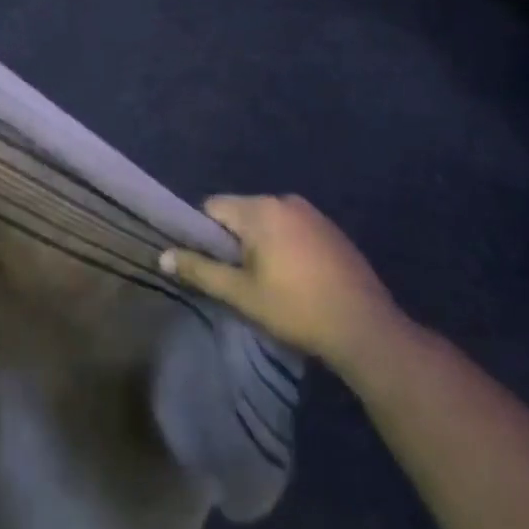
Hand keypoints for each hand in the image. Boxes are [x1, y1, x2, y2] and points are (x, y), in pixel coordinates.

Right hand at [159, 195, 409, 375]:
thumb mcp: (241, 294)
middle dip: (234, 240)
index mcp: (260, 209)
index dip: (204, 235)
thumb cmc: (296, 309)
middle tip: (240, 279)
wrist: (366, 328)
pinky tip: (295, 279)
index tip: (212, 266)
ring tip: (268, 283)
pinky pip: (292, 228)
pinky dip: (284, 246)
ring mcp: (312, 213)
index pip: (213, 207)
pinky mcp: (331, 229)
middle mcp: (285, 200)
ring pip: (267, 221)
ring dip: (260, 244)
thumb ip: (200, 270)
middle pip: (240, 212)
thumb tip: (162, 255)